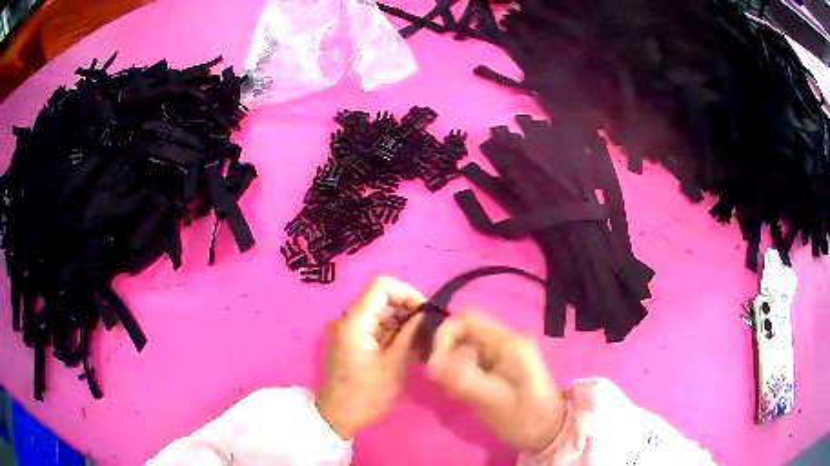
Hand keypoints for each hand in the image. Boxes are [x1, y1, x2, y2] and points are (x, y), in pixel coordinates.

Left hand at [315, 277, 425, 438]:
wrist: (338, 415)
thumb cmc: (367, 394)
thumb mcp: (394, 364)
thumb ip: (410, 334)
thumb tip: (424, 314)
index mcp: (355, 321)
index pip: (382, 286)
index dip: (407, 293)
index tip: (425, 313)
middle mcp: (348, 319)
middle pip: (381, 299)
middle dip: (407, 310)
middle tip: (428, 330)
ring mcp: (347, 331)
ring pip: (379, 314)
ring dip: (401, 323)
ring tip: (421, 341)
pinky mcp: (349, 342)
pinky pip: (373, 328)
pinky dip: (391, 333)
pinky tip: (407, 348)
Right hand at [427, 312, 565, 452]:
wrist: (550, 433)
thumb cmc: (524, 418)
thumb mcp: (493, 401)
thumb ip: (462, 378)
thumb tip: (432, 361)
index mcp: (509, 342)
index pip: (467, 318)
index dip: (445, 335)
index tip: (435, 364)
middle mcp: (507, 341)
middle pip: (465, 332)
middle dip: (448, 354)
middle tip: (446, 383)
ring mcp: (505, 353)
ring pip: (466, 347)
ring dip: (454, 367)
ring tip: (457, 392)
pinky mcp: (502, 366)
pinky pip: (473, 361)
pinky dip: (462, 374)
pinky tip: (465, 394)